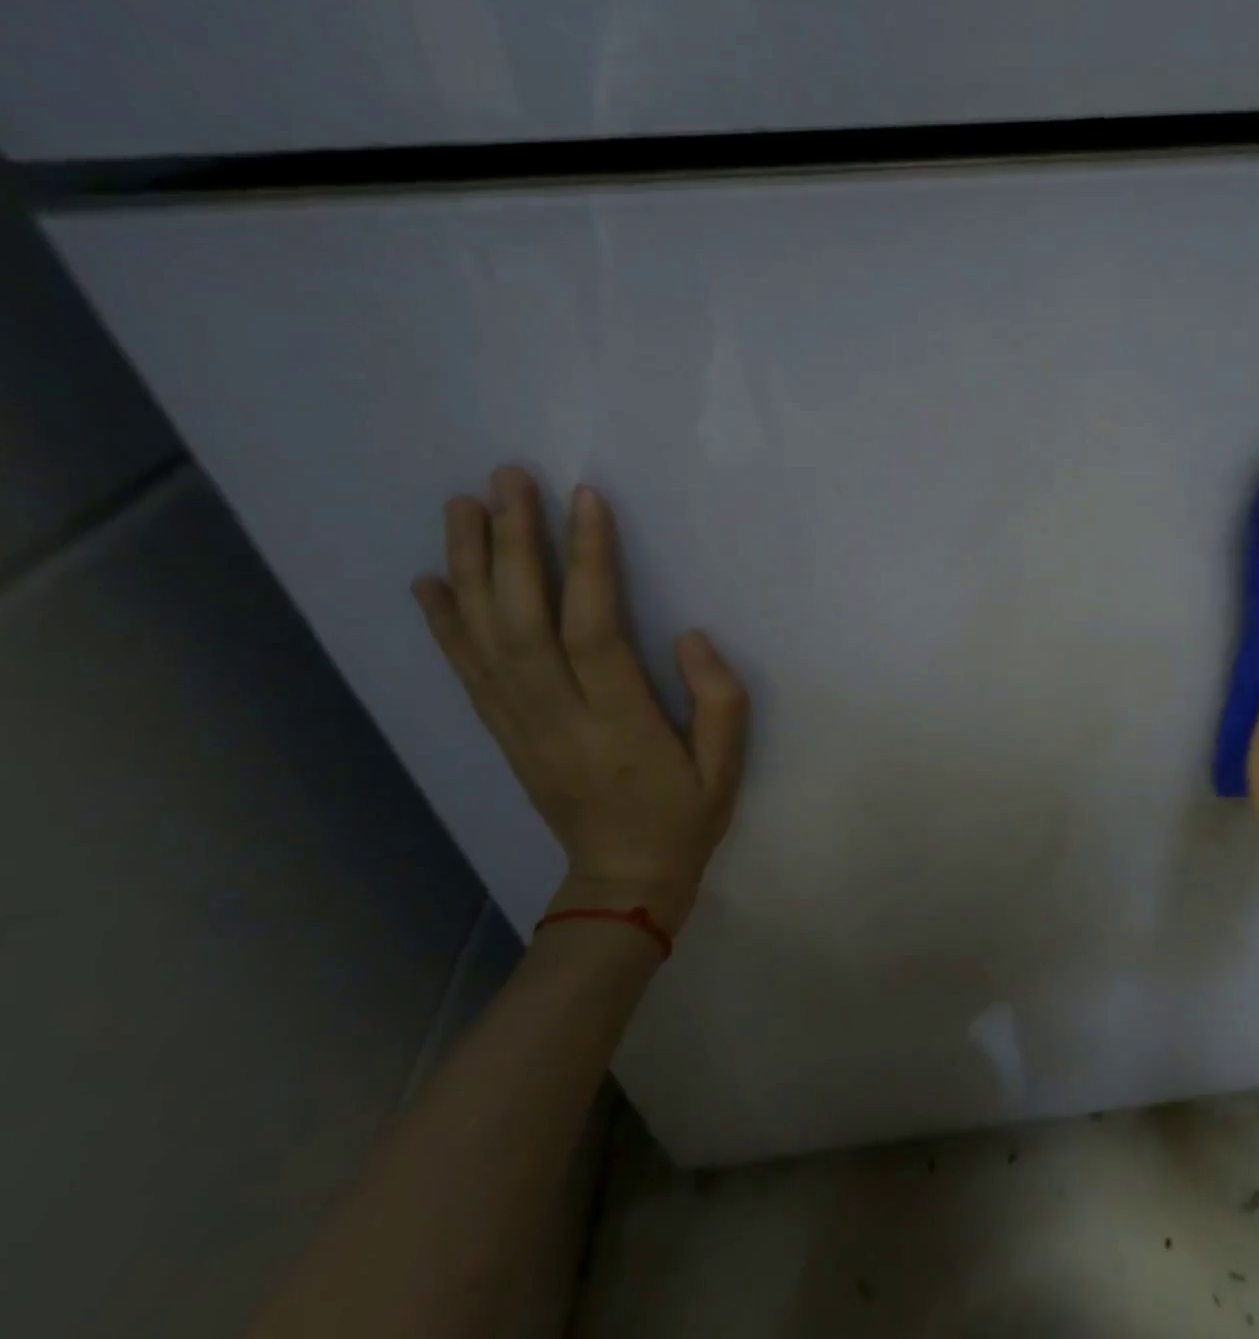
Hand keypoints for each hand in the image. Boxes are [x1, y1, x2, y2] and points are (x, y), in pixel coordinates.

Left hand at [411, 467, 749, 932]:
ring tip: (464, 506)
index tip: (584, 500)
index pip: (594, 629)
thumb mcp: (727, 766)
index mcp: (620, 723)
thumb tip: (687, 635)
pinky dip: (445, 624)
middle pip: (524, 621)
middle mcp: (558, 718)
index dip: (588, 562)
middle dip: (514, 544)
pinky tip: (431, 581)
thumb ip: (718, 698)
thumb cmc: (685, 816)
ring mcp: (522, 726)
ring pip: (485, 638)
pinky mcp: (506, 734)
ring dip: (470, 567)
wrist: (621, 880)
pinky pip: (468, 673)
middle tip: (508, 479)